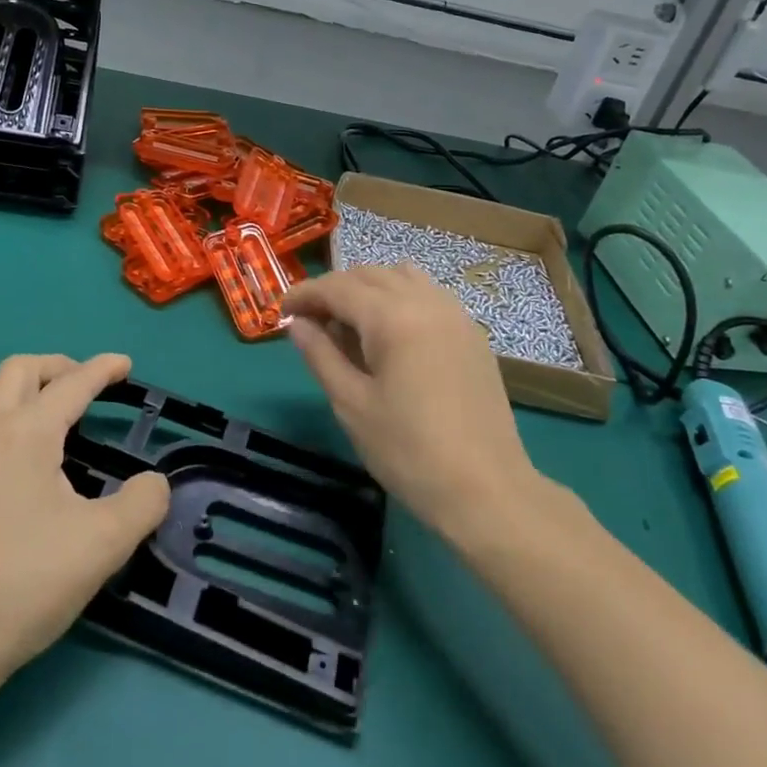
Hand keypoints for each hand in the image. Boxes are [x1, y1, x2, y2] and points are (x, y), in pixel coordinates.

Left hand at [0, 353, 169, 689]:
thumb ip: (143, 503)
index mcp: (27, 433)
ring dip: (15, 388)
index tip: (125, 364)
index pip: (72, 383)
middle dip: (57, 366)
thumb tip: (154, 483)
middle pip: (19, 368)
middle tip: (83, 385)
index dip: (103, 368)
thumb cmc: (25, 584)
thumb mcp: (104, 544)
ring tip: (39, 413)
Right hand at [282, 265, 540, 541]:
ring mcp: (455, 315)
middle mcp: (427, 301)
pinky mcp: (472, 334)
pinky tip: (390, 336)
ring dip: (369, 289)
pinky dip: (399, 299)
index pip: (337, 287)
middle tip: (310, 321)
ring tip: (350, 325)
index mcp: (393, 317)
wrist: (486, 491)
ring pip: (402, 278)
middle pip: (369, 275)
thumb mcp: (351, 404)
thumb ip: (321, 355)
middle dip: (334, 290)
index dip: (304, 294)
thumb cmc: (408, 451)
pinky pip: (428, 295)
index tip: (281, 312)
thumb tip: (298, 324)